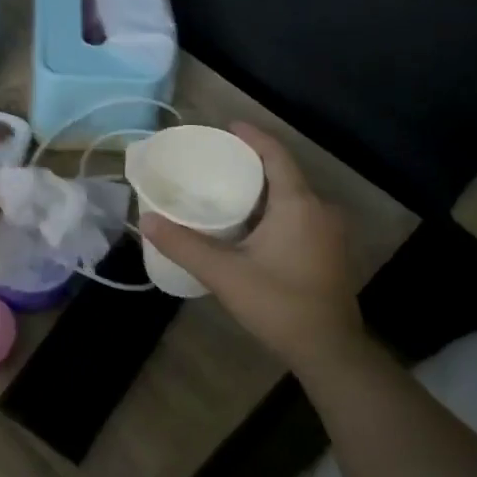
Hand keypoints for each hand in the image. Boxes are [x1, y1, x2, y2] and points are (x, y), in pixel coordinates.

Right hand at [140, 123, 365, 372]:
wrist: (329, 349)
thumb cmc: (278, 304)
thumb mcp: (224, 274)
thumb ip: (184, 245)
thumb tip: (146, 219)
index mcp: (297, 204)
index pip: (275, 155)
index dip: (252, 136)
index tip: (227, 127)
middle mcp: (319, 208)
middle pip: (284, 173)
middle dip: (253, 163)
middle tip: (217, 161)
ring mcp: (329, 230)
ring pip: (293, 196)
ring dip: (263, 189)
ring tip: (228, 189)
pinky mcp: (330, 250)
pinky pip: (300, 214)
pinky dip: (275, 209)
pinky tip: (251, 224)